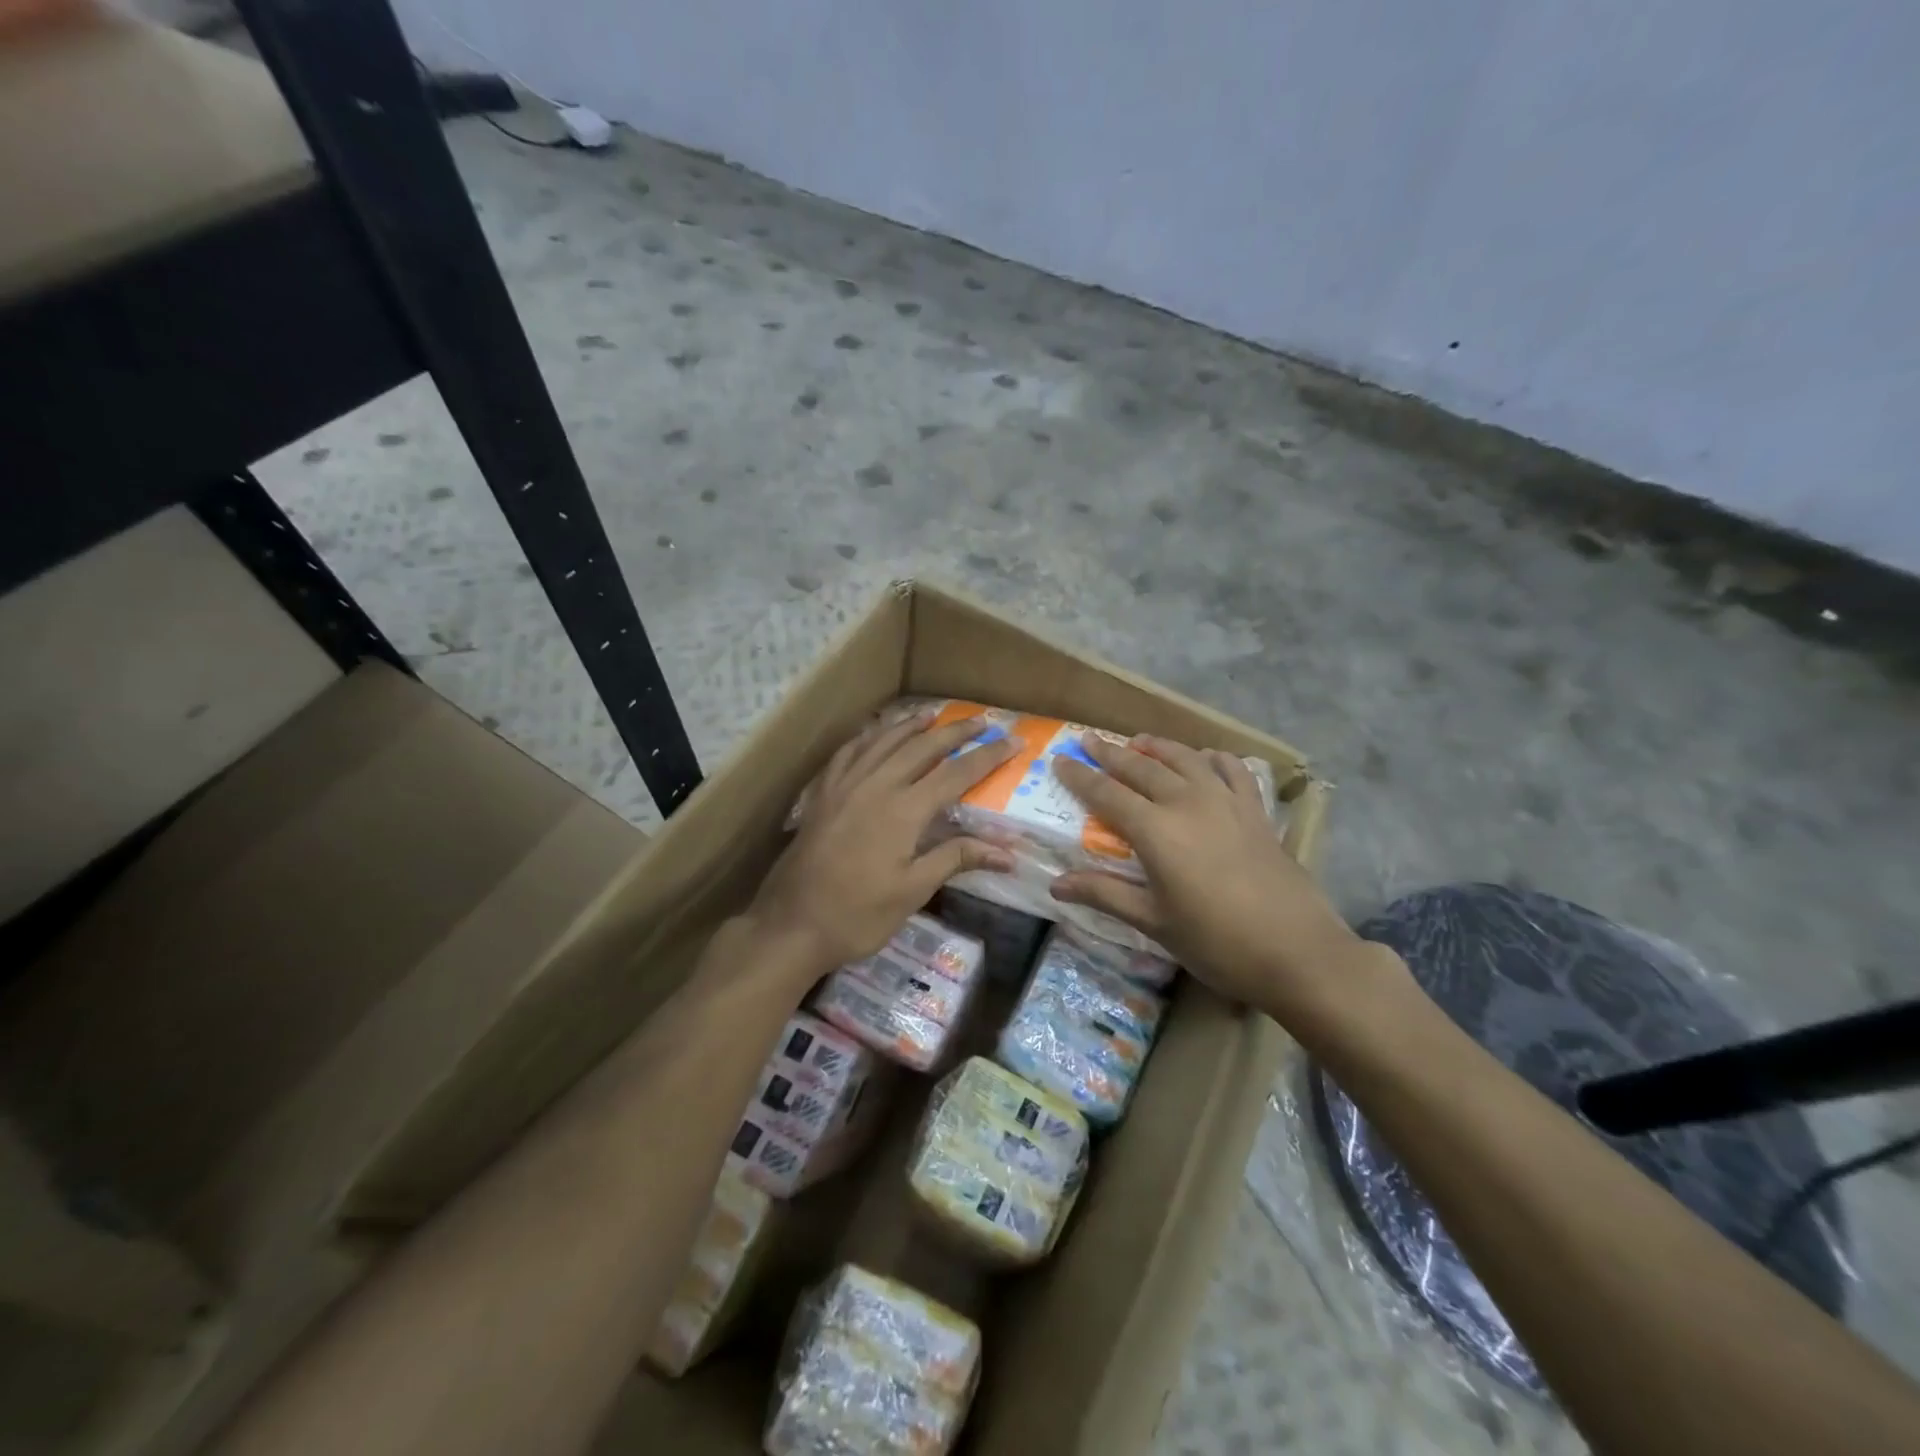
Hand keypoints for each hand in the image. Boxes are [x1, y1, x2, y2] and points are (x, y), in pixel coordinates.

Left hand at [745, 708, 1016, 984]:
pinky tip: (874, 735)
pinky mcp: (822, 794)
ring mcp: (844, 786)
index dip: (987, 757)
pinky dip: (868, 737)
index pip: (955, 774)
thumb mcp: (912, 892)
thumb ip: (956, 859)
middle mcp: (876, 786)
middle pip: (922, 747)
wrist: (791, 924)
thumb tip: (1007, 853)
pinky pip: (848, 753)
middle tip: (981, 721)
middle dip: (954, 731)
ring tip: (932, 715)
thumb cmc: (857, 915)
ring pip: (883, 742)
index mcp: (904, 810)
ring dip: (911, 726)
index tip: (1013, 741)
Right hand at [1050, 734, 1365, 1020]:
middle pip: (1142, 768)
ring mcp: (1227, 803)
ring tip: (1139, 740)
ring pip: (1186, 759)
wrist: (1298, 952)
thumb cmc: (1217, 942)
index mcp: (1156, 831)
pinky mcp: (1257, 812)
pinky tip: (1206, 758)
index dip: (1080, 776)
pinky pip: (1233, 771)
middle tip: (1089, 739)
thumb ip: (1104, 895)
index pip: (1107, 793)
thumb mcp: (1154, 922)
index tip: (1060, 759)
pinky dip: (1214, 759)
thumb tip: (1056, 885)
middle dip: (1111, 753)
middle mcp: (1188, 804)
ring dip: (1158, 747)